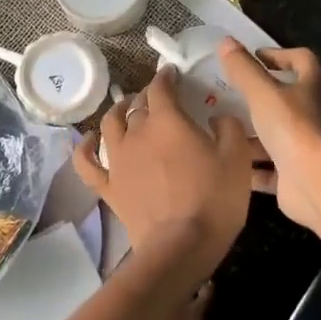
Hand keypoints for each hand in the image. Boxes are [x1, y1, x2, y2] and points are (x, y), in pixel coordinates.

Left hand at [73, 66, 252, 289]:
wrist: (181, 245)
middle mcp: (137, 133)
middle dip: (147, 96)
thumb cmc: (214, 199)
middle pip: (137, 105)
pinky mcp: (108, 186)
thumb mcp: (237, 158)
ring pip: (110, 125)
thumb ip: (228, 128)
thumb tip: (217, 117)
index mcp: (168, 121)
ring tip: (125, 109)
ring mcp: (118, 160)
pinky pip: (86, 163)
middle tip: (158, 97)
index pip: (161, 88)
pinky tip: (86, 140)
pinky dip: (83, 148)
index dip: (166, 77)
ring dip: (117, 112)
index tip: (172, 74)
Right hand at [218, 40, 320, 230]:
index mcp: (312, 87)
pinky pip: (270, 168)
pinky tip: (227, 162)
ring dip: (251, 133)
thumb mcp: (262, 92)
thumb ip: (243, 68)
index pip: (302, 60)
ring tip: (220, 128)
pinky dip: (251, 166)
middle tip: (228, 94)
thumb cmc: (292, 127)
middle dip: (258, 97)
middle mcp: (314, 114)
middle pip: (287, 98)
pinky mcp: (295, 175)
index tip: (253, 57)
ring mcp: (306, 147)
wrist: (314, 183)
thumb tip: (226, 41)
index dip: (279, 55)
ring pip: (276, 135)